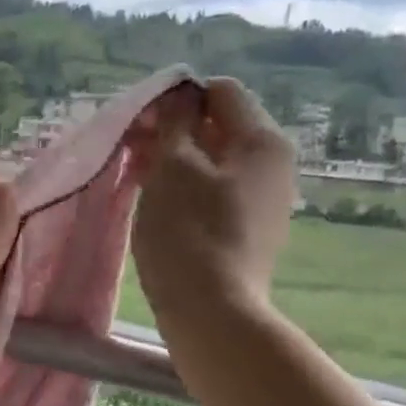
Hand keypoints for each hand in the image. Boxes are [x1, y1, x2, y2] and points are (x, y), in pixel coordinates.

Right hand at [130, 78, 295, 329]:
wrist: (212, 313)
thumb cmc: (188, 232)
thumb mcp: (173, 167)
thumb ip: (174, 122)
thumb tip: (179, 95)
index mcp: (263, 140)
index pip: (221, 93)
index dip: (177, 100)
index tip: (141, 125)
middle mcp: (274, 166)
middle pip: (220, 128)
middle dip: (174, 132)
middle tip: (131, 152)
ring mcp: (265, 202)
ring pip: (215, 164)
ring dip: (176, 163)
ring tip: (138, 179)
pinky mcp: (250, 233)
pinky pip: (216, 195)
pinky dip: (187, 191)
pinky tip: (159, 208)